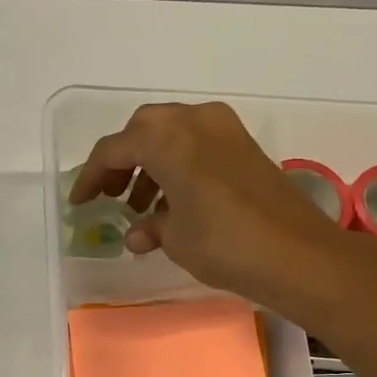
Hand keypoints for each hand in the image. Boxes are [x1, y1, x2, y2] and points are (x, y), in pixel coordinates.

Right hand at [68, 101, 353, 309]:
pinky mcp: (244, 146)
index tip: (79, 202)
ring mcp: (224, 130)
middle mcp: (194, 122)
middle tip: (110, 194)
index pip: (114, 149)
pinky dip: (178, 164)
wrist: (297, 254)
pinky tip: (175, 203)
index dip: (91, 176)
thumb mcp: (175, 238)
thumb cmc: (224, 243)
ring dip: (150, 163)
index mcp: (167, 139)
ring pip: (172, 133)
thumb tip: (140, 231)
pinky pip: (197, 143)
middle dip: (121, 160)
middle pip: (143, 129)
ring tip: (141, 206)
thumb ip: (150, 227)